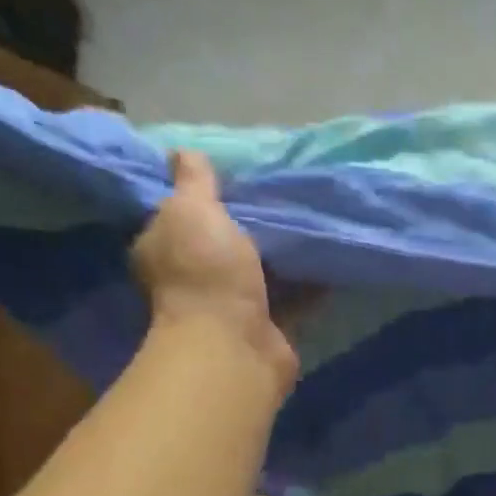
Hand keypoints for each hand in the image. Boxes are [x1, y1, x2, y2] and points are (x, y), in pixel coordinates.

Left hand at [131, 151, 298, 387]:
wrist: (235, 343)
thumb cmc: (206, 271)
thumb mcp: (192, 210)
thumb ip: (194, 181)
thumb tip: (183, 151)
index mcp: (163, 248)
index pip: (177, 216)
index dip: (201, 197)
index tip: (232, 179)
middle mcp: (193, 279)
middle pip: (222, 244)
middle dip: (249, 226)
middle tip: (279, 196)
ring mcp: (231, 306)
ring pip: (260, 272)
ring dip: (283, 256)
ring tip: (312, 223)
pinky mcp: (268, 328)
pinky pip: (292, 299)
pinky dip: (310, 284)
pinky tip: (331, 260)